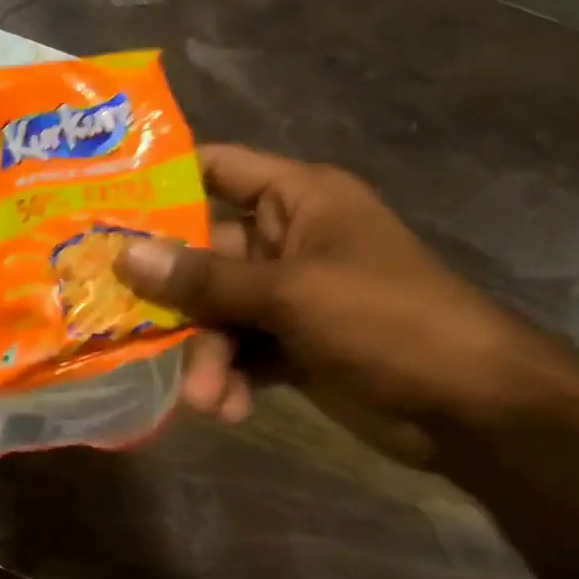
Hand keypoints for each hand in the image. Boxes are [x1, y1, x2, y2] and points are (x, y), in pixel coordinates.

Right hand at [114, 146, 574, 465]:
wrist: (475, 410)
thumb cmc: (389, 320)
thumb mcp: (291, 293)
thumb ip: (204, 277)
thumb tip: (124, 254)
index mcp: (296, 199)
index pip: (216, 168)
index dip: (162, 179)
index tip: (103, 202)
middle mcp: (285, 240)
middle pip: (201, 254)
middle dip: (173, 298)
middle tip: (122, 323)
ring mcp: (286, 295)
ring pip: (214, 312)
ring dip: (203, 354)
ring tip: (203, 395)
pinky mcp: (289, 344)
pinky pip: (237, 351)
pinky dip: (227, 377)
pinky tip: (227, 408)